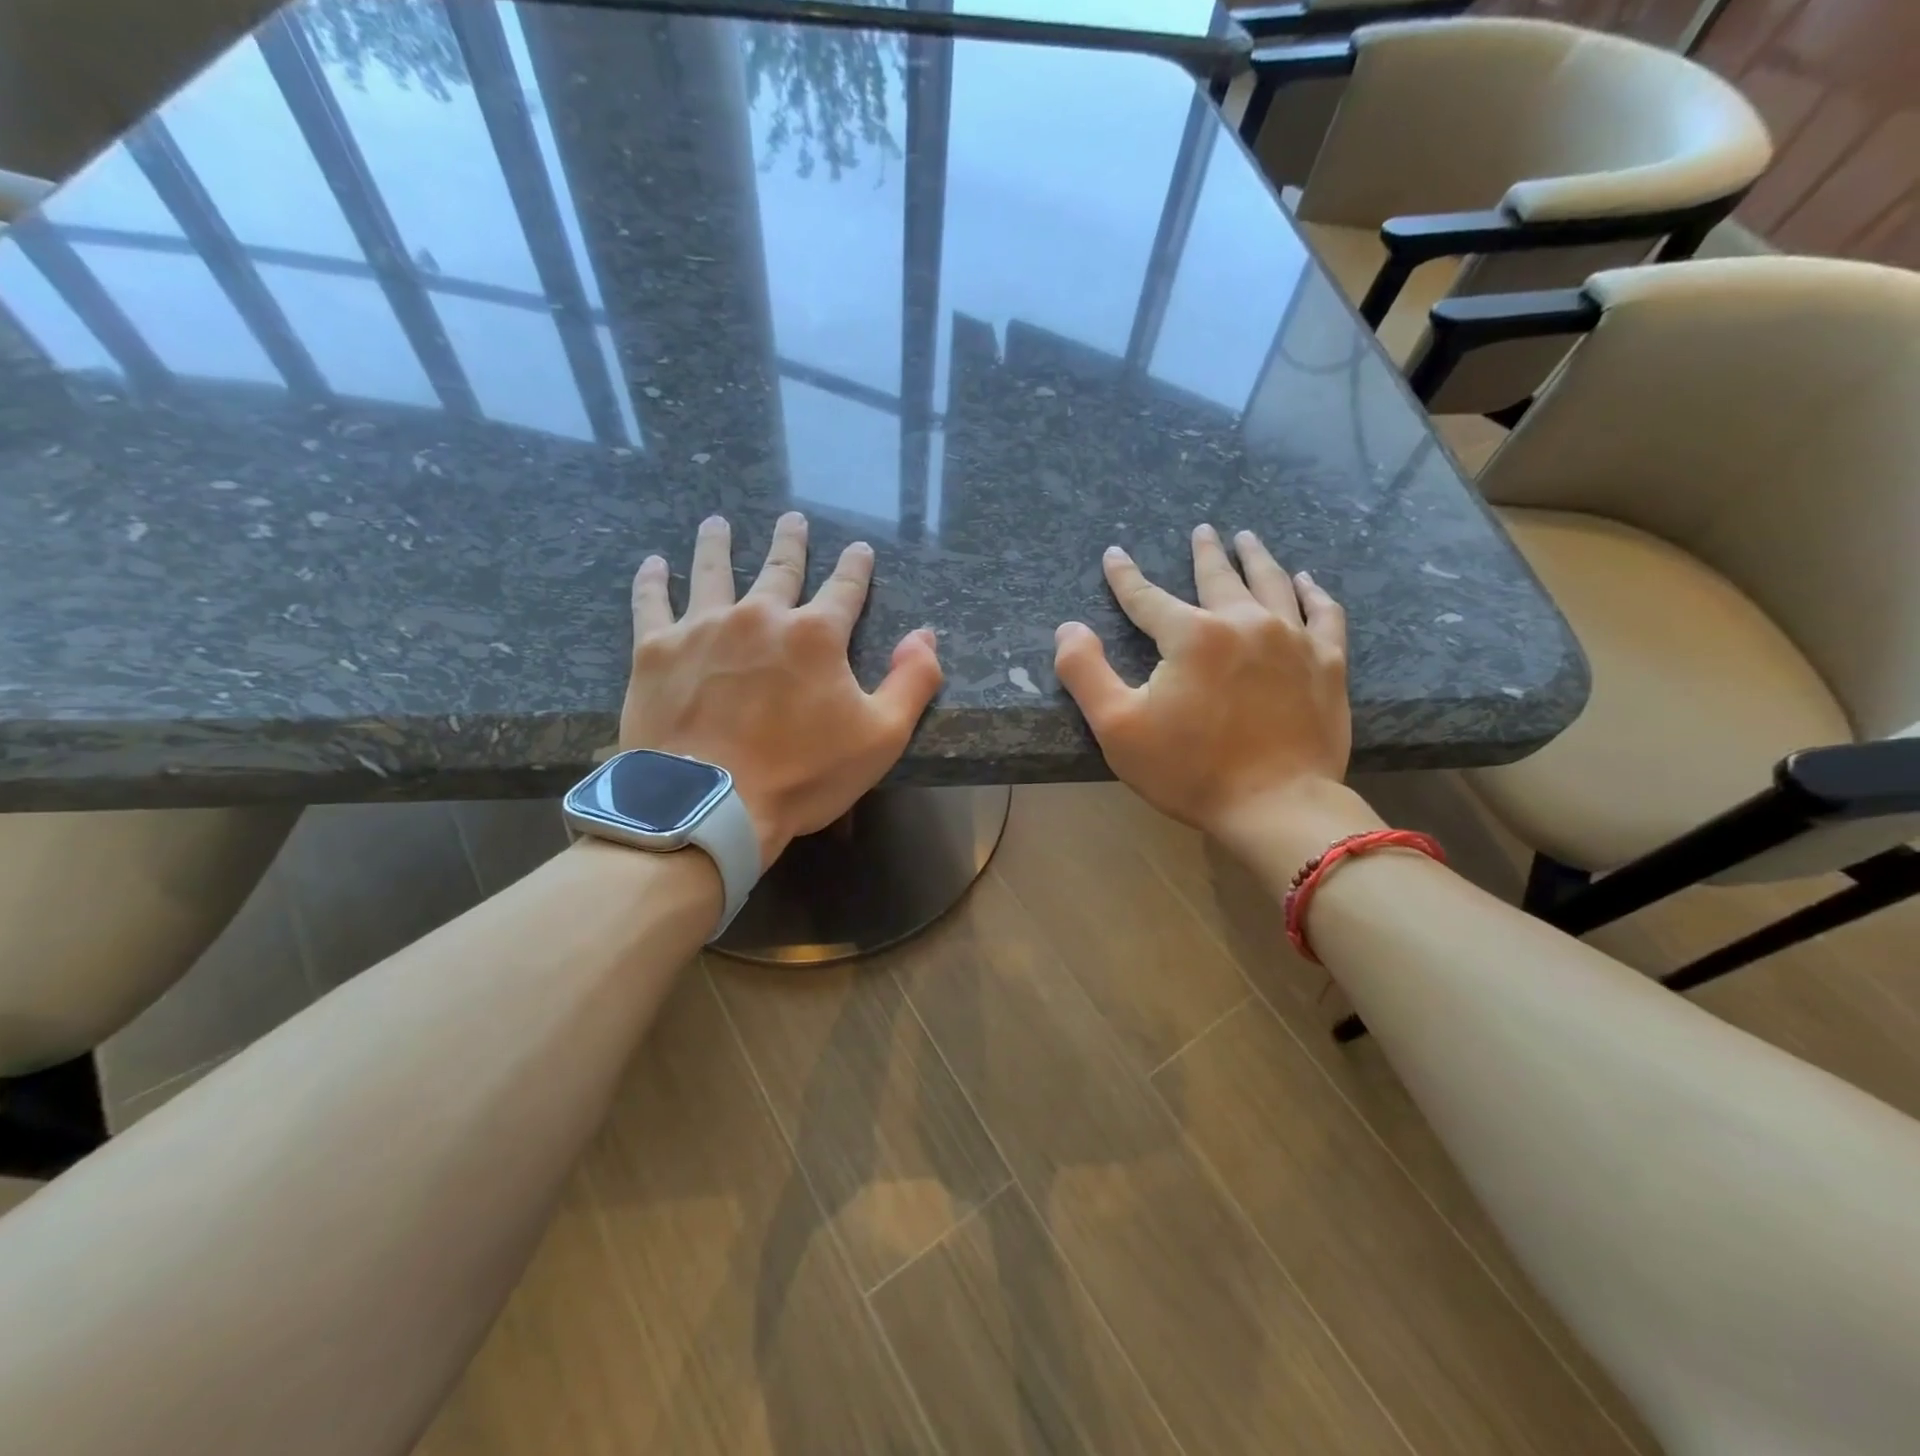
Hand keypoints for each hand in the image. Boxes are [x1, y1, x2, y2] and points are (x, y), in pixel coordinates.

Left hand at [621, 512, 942, 865]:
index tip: (859, 547)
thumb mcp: (881, 737)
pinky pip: (652, 603)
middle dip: (790, 542)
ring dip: (718, 545)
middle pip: (780, 569)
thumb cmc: (802, 775)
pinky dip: (653, 581)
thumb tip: (925, 634)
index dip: (856, 566)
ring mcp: (703, 628)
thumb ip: (912, 681)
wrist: (709, 806)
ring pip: (713, 571)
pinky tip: (654, 564)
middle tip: (792, 519)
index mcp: (815, 635)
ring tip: (717, 523)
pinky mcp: (657, 651)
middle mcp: (760, 616)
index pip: (845, 588)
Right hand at [1054, 524, 1379, 867]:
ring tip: (1249, 538)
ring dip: (1257, 558)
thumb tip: (1068, 628)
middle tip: (1202, 530)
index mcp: (1192, 636)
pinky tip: (1307, 582)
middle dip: (1205, 553)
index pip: (1147, 597)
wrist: (1278, 807)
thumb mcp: (1117, 727)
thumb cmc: (1190, 771)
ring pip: (1273, 584)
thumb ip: (1085, 672)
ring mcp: (1293, 640)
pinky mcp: (1328, 664)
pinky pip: (1324, 614)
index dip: (1125, 576)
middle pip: (1219, 576)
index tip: (1114, 555)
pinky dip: (1314, 593)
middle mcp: (1245, 623)